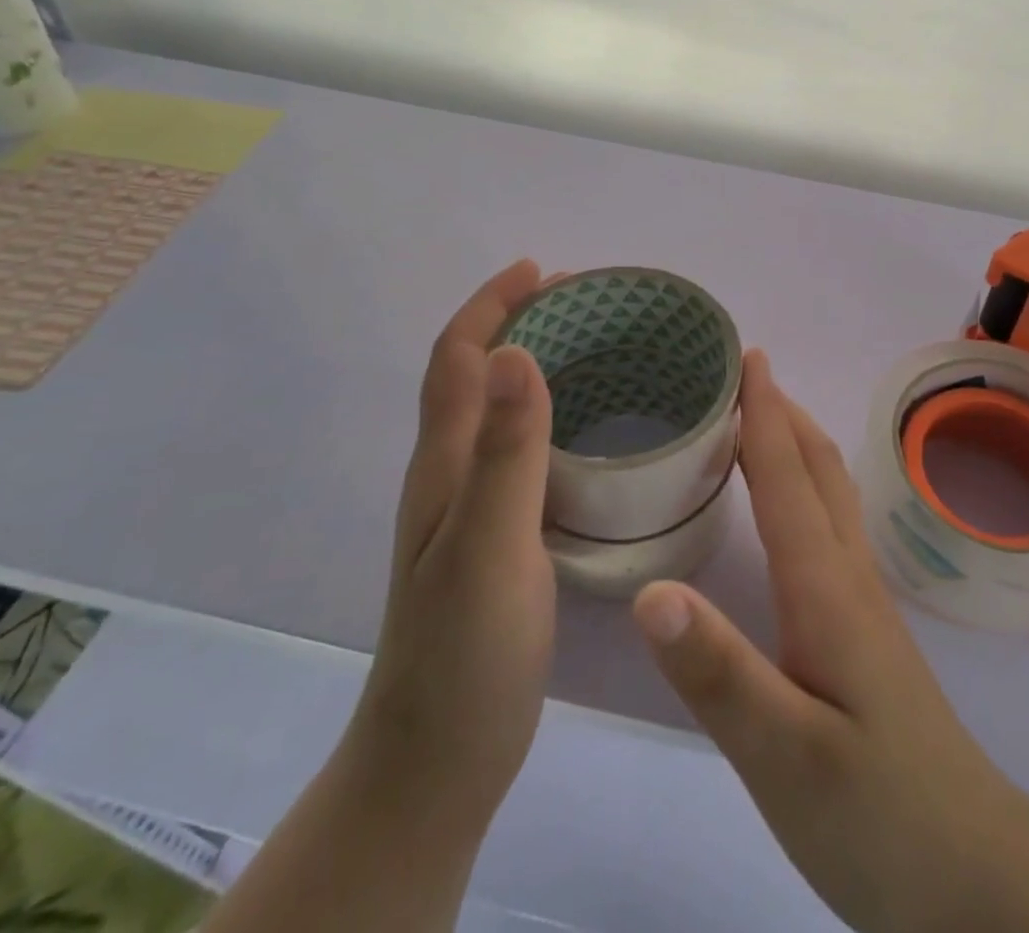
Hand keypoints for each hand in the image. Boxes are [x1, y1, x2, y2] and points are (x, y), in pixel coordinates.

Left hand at [344, 258, 555, 834]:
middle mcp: (450, 473)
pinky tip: (587, 430)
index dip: (492, 304)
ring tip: (591, 347)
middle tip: (580, 302)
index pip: (458, 358)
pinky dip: (548, 415)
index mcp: (444, 463)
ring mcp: (470, 508)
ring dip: (532, 363)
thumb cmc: (464, 651)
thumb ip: (507, 452)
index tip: (541, 270)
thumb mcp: (490, 545)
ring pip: (496, 410)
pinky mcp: (496, 536)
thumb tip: (521, 350)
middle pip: (473, 374)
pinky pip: (519, 450)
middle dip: (515, 321)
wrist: (438, 758)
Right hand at [631, 353, 1028, 932]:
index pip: (786, 476)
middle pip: (816, 469)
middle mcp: (847, 576)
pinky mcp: (866, 629)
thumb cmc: (874, 812)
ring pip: (830, 494)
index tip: (744, 355)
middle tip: (744, 370)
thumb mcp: (781, 754)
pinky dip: (805, 487)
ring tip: (760, 419)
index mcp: (824, 587)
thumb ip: (716, 671)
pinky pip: (831, 526)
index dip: (762, 413)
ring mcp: (863, 601)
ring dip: (796, 443)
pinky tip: (790, 510)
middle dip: (781, 411)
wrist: (970, 872)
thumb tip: (648, 590)